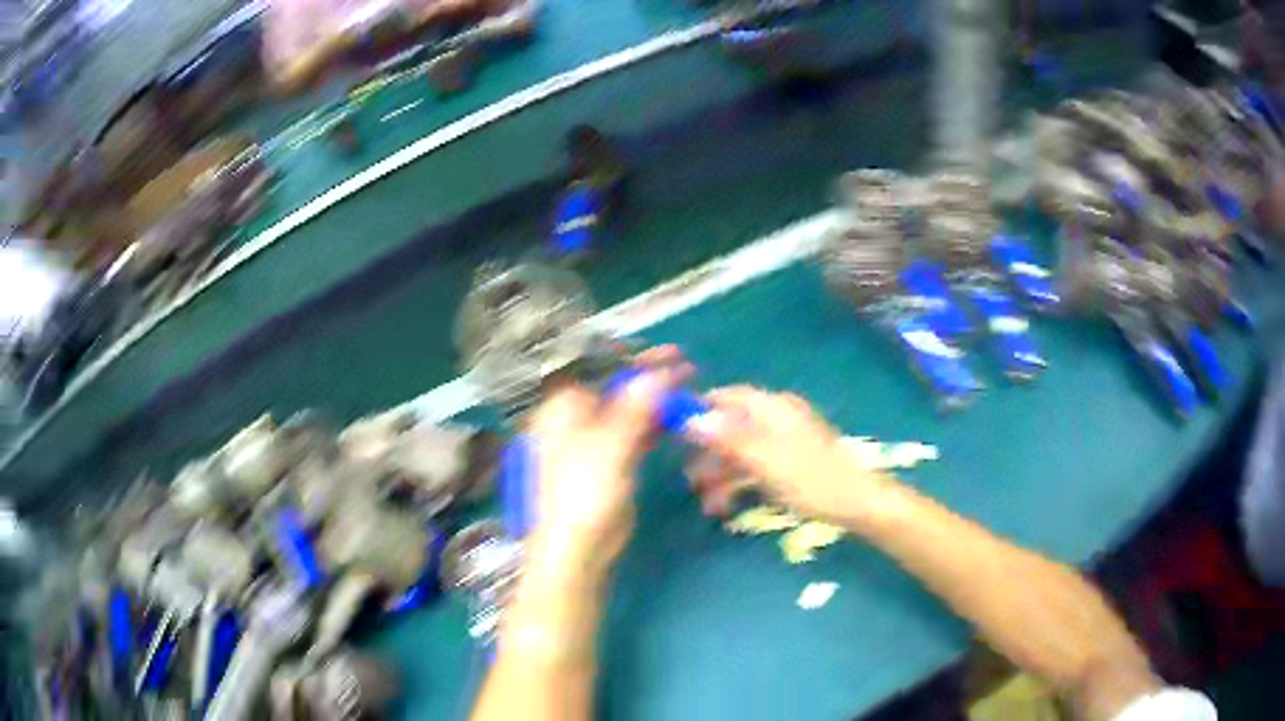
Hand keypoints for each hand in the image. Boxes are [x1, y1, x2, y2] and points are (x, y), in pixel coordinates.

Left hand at [524, 346, 690, 580]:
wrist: (578, 549)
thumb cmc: (584, 494)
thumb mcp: (610, 447)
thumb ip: (635, 408)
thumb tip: (656, 373)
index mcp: (563, 408)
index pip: (602, 371)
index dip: (636, 359)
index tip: (672, 353)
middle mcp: (575, 420)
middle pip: (616, 390)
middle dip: (651, 379)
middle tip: (688, 370)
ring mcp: (593, 442)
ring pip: (627, 412)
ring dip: (655, 401)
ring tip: (689, 391)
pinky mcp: (610, 464)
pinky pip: (633, 435)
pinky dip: (652, 425)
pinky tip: (675, 419)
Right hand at [685, 386, 884, 522]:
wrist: (857, 504)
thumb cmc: (811, 479)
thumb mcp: (764, 460)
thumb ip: (727, 437)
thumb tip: (690, 417)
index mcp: (772, 407)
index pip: (726, 397)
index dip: (699, 410)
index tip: (673, 432)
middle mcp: (776, 418)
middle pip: (731, 426)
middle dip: (708, 453)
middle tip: (689, 480)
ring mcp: (784, 441)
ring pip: (741, 451)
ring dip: (721, 475)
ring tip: (708, 505)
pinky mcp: (790, 463)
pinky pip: (756, 466)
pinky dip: (740, 483)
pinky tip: (727, 506)